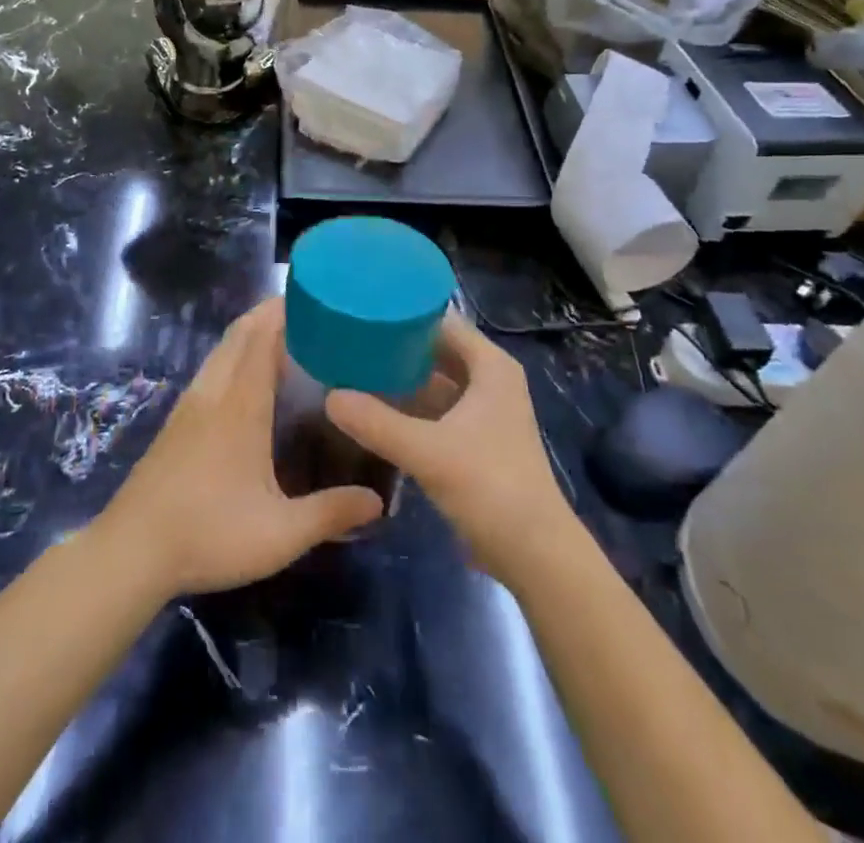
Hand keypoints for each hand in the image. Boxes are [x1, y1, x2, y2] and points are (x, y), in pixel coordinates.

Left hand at [95, 298, 383, 598]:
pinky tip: (244, 378)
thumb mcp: (280, 533)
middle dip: (269, 313)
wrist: (132, 551)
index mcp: (241, 406)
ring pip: (221, 350)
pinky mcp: (176, 421)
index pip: (262, 339)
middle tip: (307, 310)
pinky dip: (232, 354)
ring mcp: (190, 405)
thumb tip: (378, 501)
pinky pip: (210, 368)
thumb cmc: (209, 534)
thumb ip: (330, 513)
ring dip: (248, 332)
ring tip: (282, 336)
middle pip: (240, 334)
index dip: (284, 312)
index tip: (313, 297)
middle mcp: (214, 393)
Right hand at [326, 313, 573, 585]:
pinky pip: (436, 407)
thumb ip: (376, 422)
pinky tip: (374, 406)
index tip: (363, 307)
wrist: (535, 555)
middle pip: (436, 348)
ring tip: (354, 364)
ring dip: (401, 375)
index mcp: (490, 366)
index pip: (441, 320)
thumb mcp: (428, 452)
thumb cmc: (490, 487)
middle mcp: (490, 379)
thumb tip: (328, 396)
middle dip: (397, 344)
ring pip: (435, 379)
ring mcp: (484, 410)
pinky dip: (409, 404)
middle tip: (349, 335)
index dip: (404, 312)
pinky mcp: (475, 439)